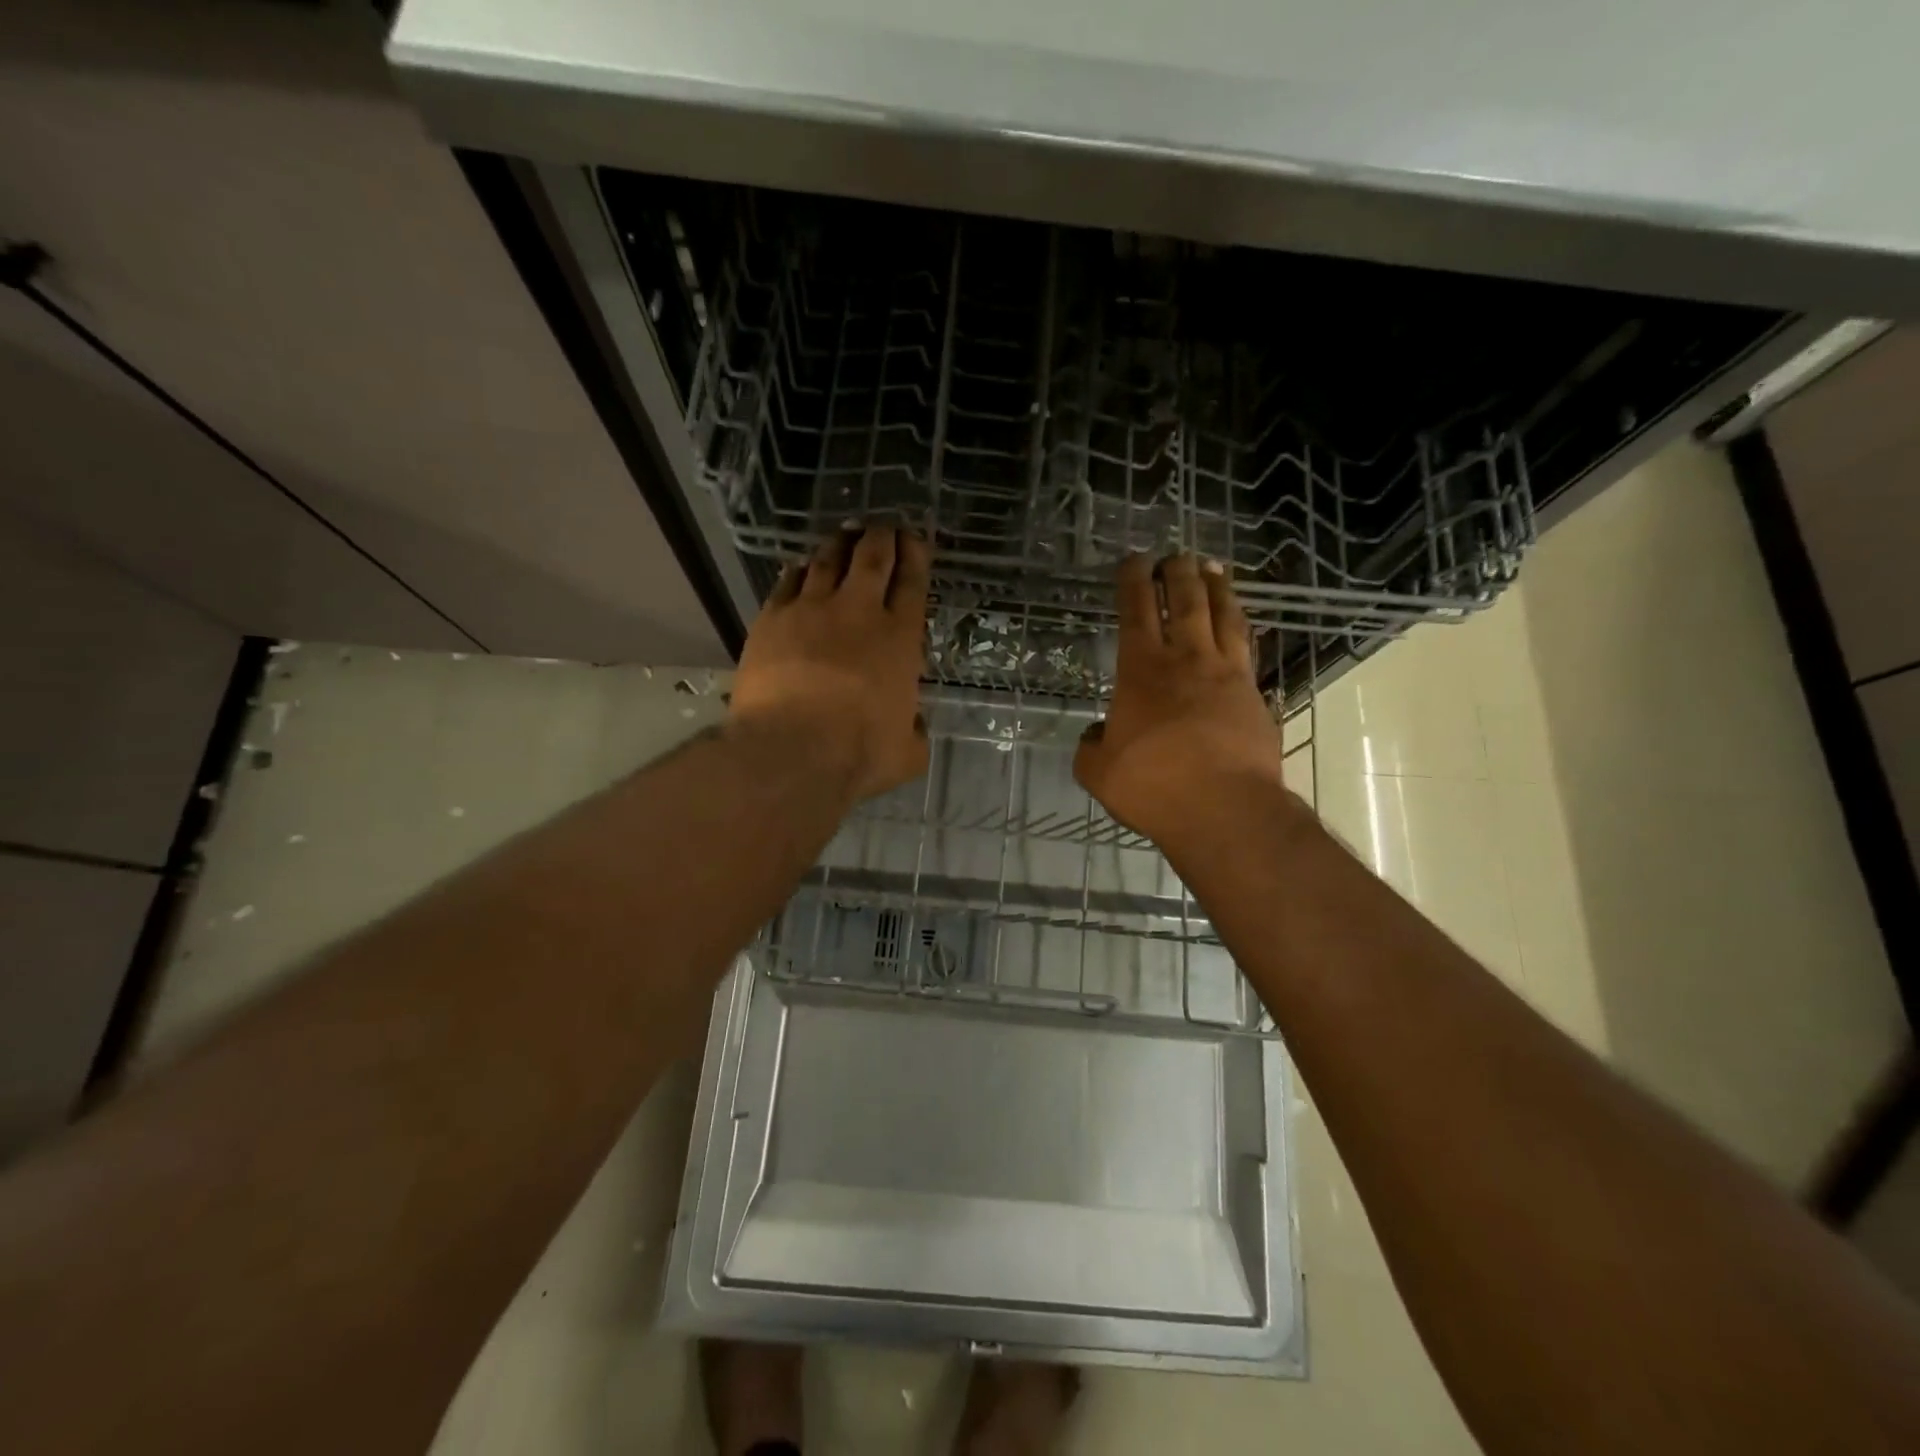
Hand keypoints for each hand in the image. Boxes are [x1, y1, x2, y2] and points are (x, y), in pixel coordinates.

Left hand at [730, 526, 930, 801]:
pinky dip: (797, 571)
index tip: (914, 539)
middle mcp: (858, 612)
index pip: (912, 583)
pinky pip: (787, 582)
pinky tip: (799, 567)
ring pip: (827, 561)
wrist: (791, 751)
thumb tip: (914, 727)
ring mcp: (810, 611)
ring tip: (845, 535)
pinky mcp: (771, 620)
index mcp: (899, 638)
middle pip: (871, 558)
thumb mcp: (907, 753)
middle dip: (881, 537)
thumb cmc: (860, 754)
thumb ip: (914, 732)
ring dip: (840, 544)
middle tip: (883, 527)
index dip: (915, 555)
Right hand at [1074, 553, 1292, 847]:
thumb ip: (1091, 747)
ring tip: (1214, 569)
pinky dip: (1241, 627)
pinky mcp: (1254, 695)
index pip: (1136, 611)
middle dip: (1178, 572)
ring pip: (1223, 616)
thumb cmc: (1153, 786)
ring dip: (1217, 588)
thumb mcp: (1098, 772)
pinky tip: (1239, 624)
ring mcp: (1226, 674)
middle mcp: (1186, 660)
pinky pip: (1247, 647)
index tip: (1134, 560)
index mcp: (1141, 670)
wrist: (1225, 809)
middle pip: (1185, 601)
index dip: (1133, 581)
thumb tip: (1096, 735)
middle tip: (1176, 555)